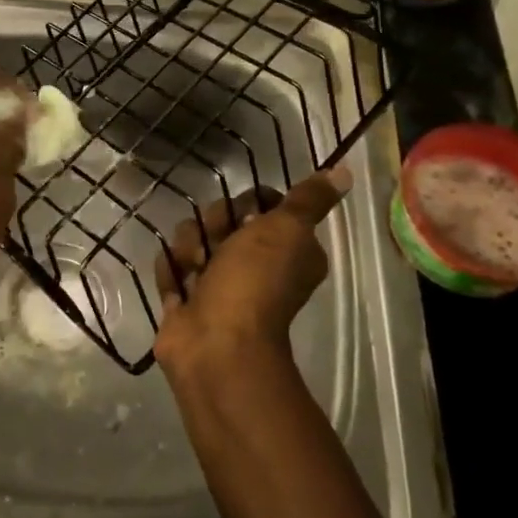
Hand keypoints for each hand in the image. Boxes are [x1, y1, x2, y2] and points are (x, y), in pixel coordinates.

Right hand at [152, 168, 351, 378]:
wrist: (217, 345)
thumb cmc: (255, 283)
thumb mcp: (287, 230)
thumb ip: (310, 200)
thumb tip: (345, 173)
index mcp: (287, 249)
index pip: (262, 205)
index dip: (248, 204)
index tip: (246, 217)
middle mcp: (256, 264)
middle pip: (222, 218)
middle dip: (213, 225)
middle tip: (216, 244)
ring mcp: (218, 282)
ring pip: (193, 238)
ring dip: (188, 249)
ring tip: (194, 269)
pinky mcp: (188, 297)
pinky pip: (172, 266)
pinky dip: (172, 273)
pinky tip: (179, 286)